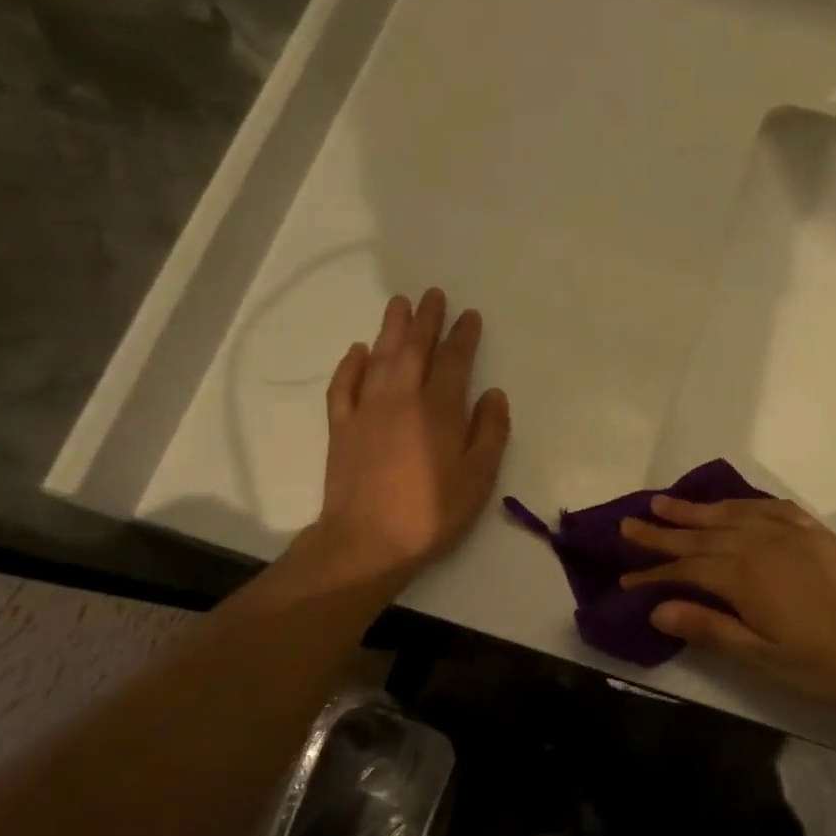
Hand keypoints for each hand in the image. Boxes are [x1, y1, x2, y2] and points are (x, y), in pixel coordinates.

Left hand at [273, 289, 510, 592]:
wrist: (367, 541)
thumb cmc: (431, 512)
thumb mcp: (478, 477)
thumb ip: (490, 432)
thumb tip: (494, 394)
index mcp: (439, 408)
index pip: (455, 360)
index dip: (463, 335)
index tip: (469, 315)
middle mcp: (402, 398)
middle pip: (414, 348)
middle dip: (426, 319)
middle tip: (432, 294)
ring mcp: (367, 410)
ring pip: (379, 358)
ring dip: (390, 328)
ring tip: (398, 303)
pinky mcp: (341, 427)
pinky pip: (344, 386)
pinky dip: (351, 364)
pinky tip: (357, 350)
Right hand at [620, 497, 835, 712]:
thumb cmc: (829, 664)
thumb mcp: (764, 659)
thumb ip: (711, 629)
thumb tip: (658, 610)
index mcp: (745, 578)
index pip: (686, 570)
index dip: (653, 574)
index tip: (624, 578)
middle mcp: (761, 545)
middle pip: (701, 535)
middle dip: (662, 532)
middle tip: (628, 524)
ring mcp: (790, 533)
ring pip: (730, 515)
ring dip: (695, 510)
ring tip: (664, 502)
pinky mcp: (814, 531)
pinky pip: (769, 507)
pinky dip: (742, 504)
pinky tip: (732, 504)